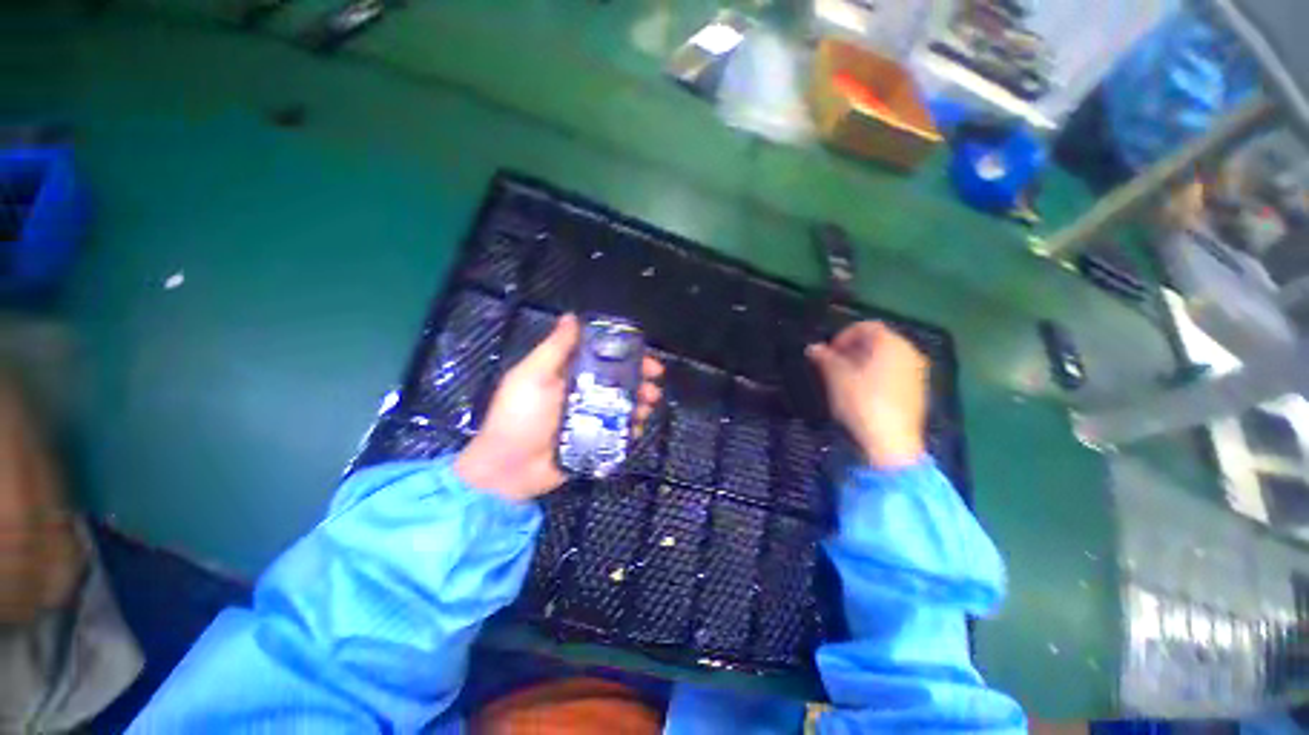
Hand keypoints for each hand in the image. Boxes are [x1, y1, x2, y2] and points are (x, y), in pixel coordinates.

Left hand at [455, 314, 663, 501]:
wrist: (508, 470)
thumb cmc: (519, 416)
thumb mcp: (532, 376)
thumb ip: (555, 348)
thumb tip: (571, 316)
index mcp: (567, 373)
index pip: (602, 357)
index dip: (625, 353)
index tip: (645, 354)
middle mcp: (581, 393)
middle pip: (617, 381)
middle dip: (639, 380)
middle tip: (654, 383)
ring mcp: (589, 418)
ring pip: (622, 405)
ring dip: (639, 403)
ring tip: (649, 406)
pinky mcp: (594, 441)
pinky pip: (618, 431)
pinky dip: (630, 429)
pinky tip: (637, 428)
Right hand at [806, 321, 928, 468]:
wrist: (891, 443)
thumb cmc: (862, 402)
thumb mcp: (836, 377)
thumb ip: (824, 358)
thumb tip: (813, 348)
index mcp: (892, 343)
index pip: (866, 327)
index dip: (842, 336)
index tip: (827, 353)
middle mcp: (909, 352)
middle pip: (877, 341)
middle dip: (851, 349)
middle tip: (832, 364)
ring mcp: (917, 372)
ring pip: (885, 357)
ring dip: (862, 362)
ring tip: (843, 379)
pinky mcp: (917, 391)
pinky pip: (893, 372)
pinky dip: (876, 374)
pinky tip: (861, 392)